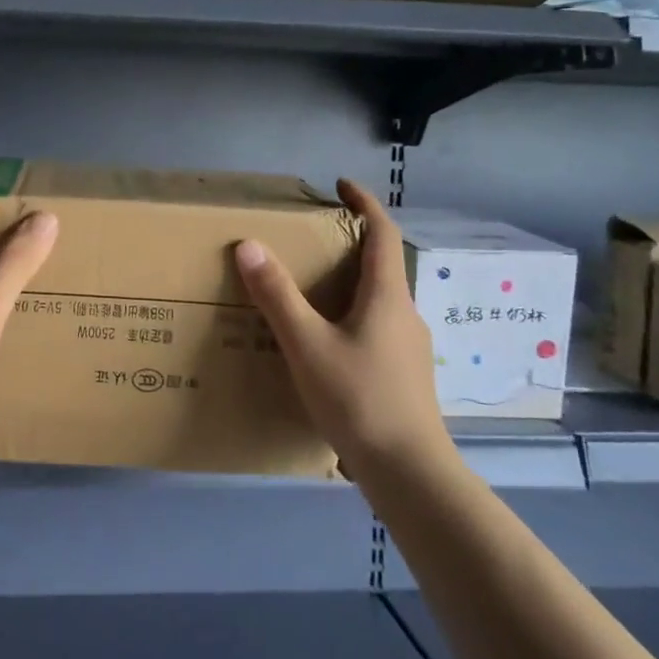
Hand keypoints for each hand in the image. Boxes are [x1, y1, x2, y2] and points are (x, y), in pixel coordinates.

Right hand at [234, 179, 450, 472]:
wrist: (409, 472)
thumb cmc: (359, 399)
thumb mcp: (307, 344)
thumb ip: (277, 295)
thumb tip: (249, 245)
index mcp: (387, 297)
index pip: (382, 233)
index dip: (364, 204)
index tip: (342, 186)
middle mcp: (405, 314)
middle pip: (381, 265)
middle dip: (350, 245)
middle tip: (310, 241)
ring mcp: (409, 347)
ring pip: (379, 300)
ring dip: (350, 284)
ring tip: (310, 292)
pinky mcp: (405, 375)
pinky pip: (377, 329)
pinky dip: (352, 317)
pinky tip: (326, 344)